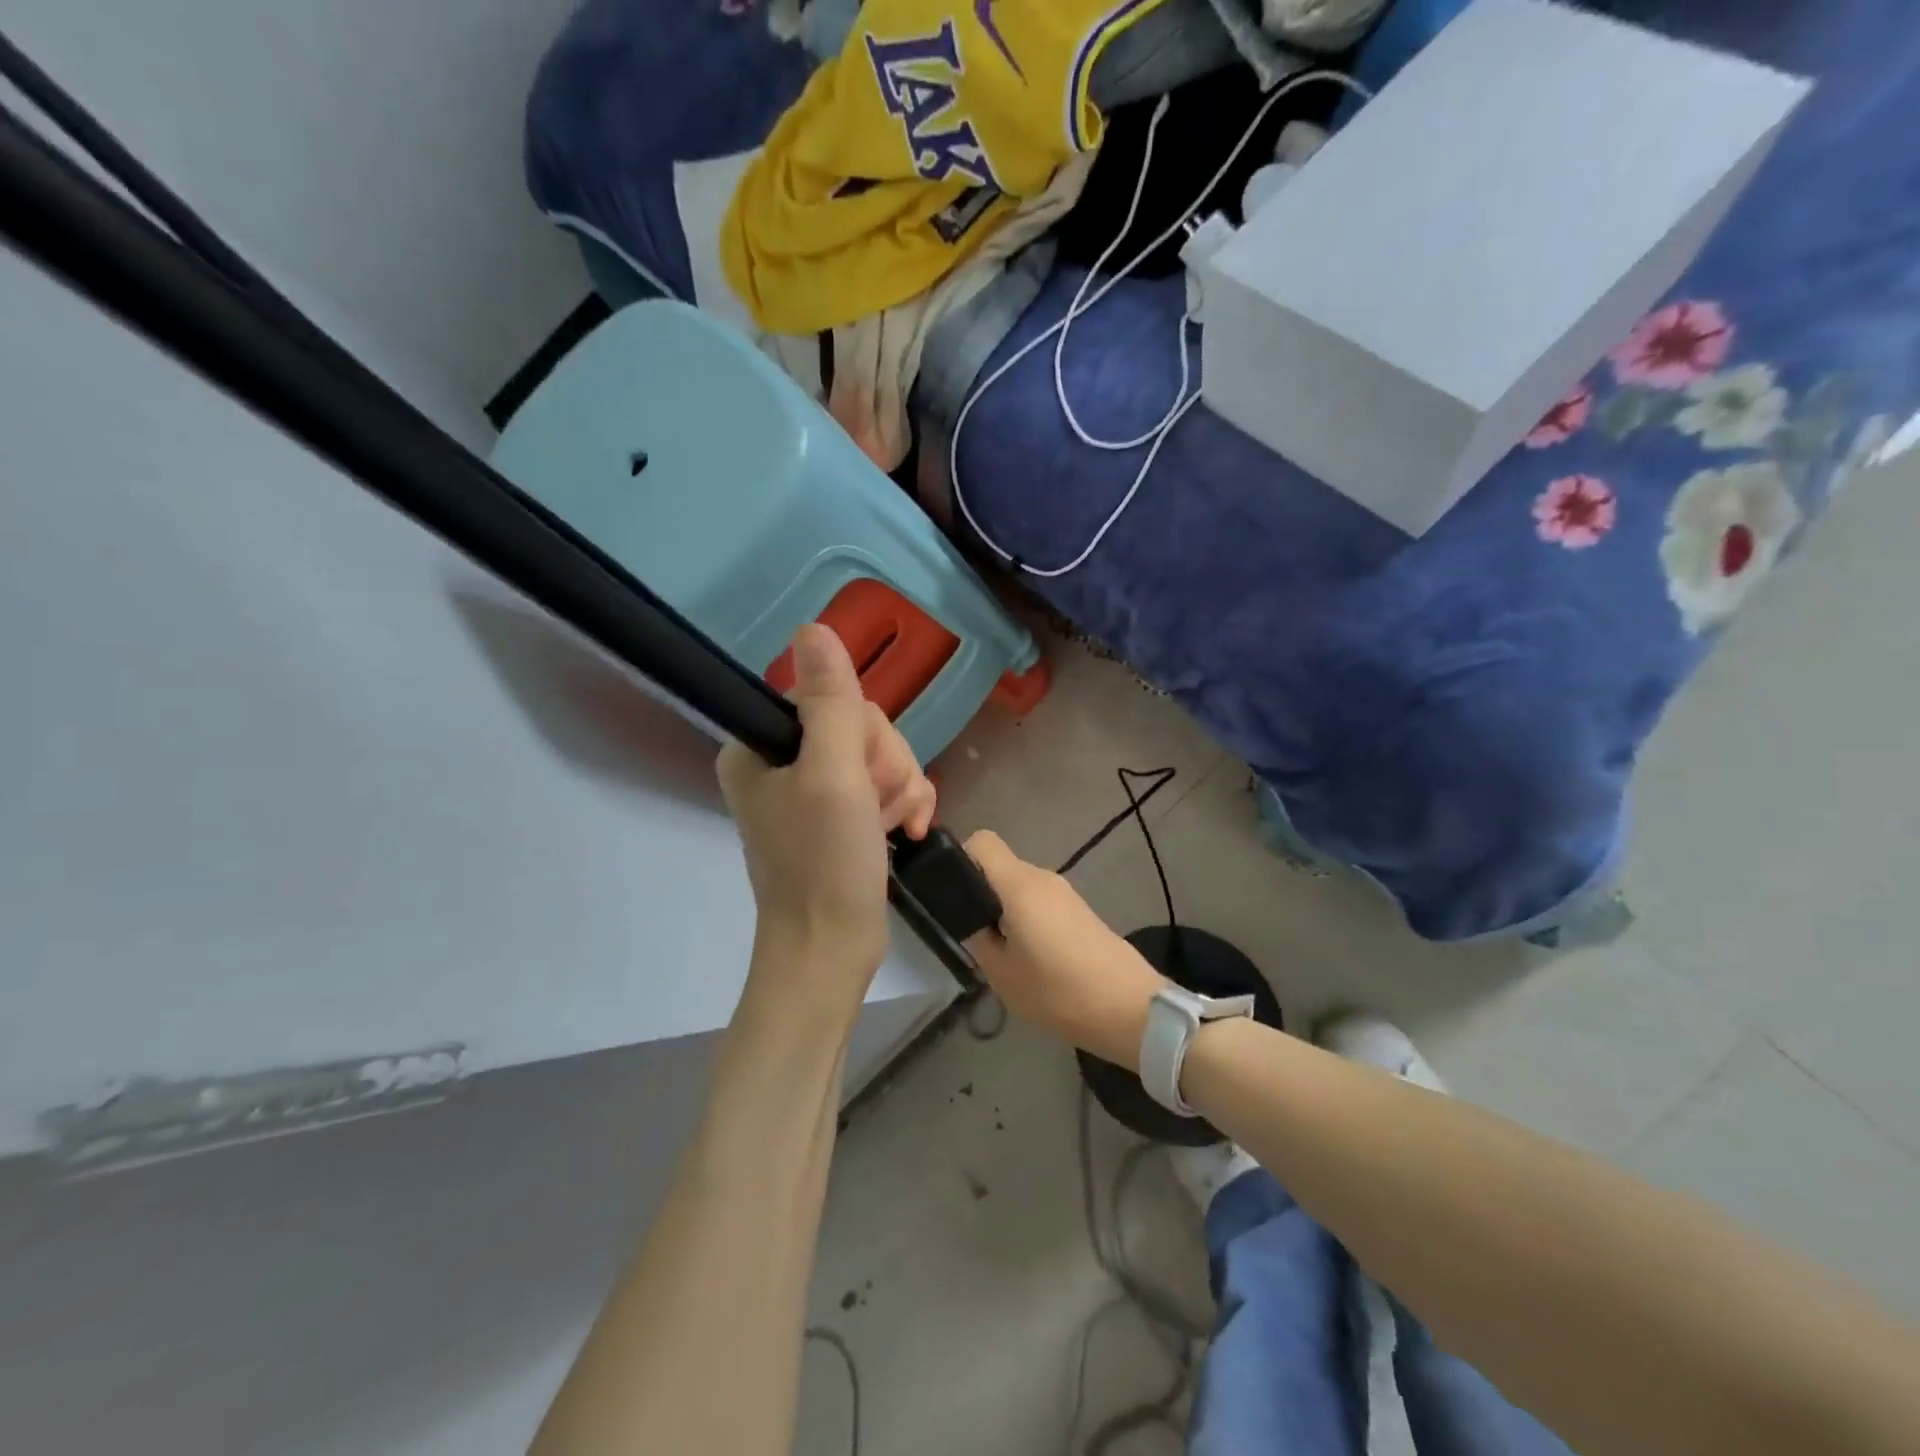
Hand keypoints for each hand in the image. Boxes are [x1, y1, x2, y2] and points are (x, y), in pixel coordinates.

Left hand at [717, 625, 935, 1011]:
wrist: (832, 951)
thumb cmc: (826, 864)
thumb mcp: (832, 776)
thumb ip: (830, 701)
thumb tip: (814, 627)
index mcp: (762, 745)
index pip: (832, 698)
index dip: (865, 733)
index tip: (865, 776)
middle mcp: (783, 762)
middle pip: (861, 726)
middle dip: (887, 766)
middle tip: (880, 809)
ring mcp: (813, 791)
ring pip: (880, 755)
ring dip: (901, 788)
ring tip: (896, 827)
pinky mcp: (841, 815)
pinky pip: (885, 784)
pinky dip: (905, 804)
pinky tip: (910, 830)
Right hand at [961, 831, 1170, 1069]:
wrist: (1131, 1009)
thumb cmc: (1060, 992)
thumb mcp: (1003, 975)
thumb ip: (978, 940)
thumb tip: (969, 920)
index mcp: (1019, 885)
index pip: (982, 842)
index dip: (960, 859)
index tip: (951, 894)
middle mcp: (1042, 877)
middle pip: (999, 866)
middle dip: (979, 892)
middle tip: (970, 934)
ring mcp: (1064, 892)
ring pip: (1018, 886)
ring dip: (1002, 909)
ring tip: (999, 952)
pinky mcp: (1078, 910)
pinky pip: (1038, 900)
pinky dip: (1024, 918)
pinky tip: (1027, 957)